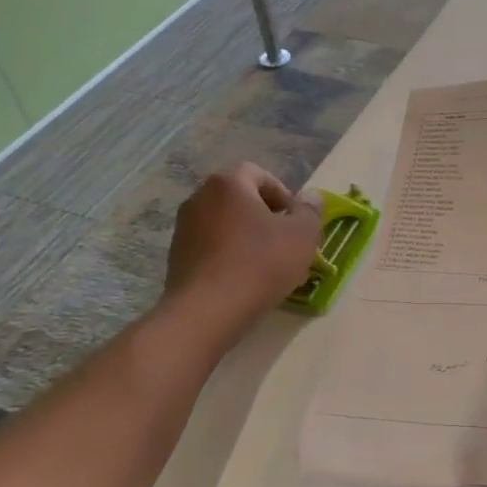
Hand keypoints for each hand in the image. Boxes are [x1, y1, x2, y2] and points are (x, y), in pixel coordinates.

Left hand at [164, 164, 320, 345]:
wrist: (206, 312)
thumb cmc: (260, 264)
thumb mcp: (302, 236)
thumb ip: (310, 211)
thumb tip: (310, 196)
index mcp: (228, 184)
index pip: (259, 174)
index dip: (282, 194)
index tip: (295, 220)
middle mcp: (200, 198)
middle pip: (240, 198)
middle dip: (265, 216)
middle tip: (285, 241)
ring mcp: (183, 228)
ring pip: (225, 224)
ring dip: (246, 236)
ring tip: (266, 264)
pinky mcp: (176, 257)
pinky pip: (211, 247)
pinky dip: (228, 255)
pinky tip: (244, 280)